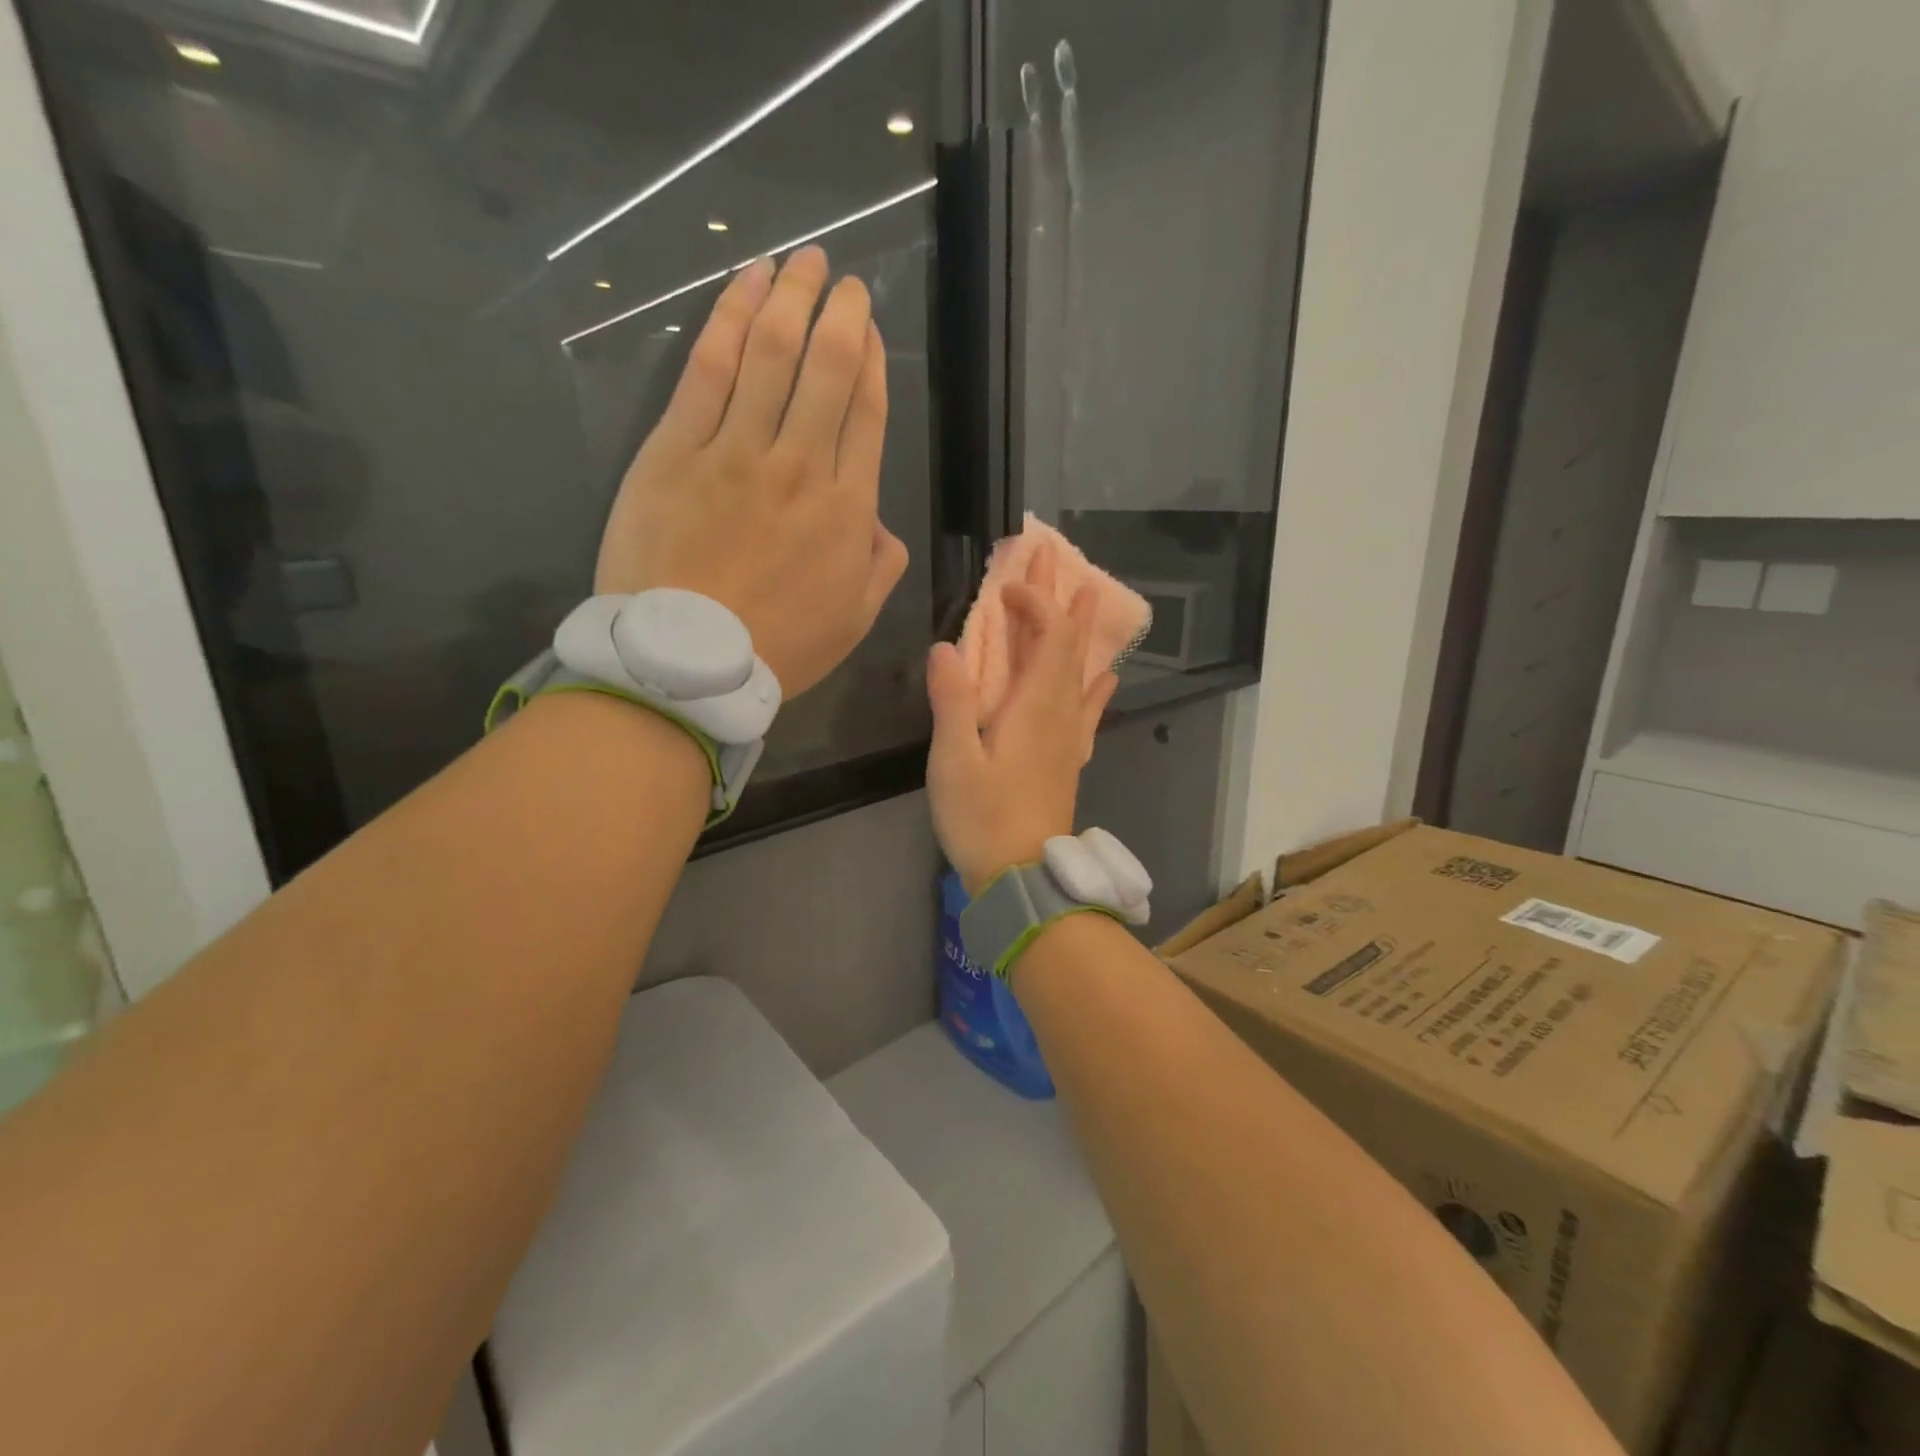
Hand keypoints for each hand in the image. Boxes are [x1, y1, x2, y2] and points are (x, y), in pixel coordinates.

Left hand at [595, 247, 909, 698]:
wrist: (687, 664)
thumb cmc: (777, 649)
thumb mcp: (854, 621)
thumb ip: (879, 567)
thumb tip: (880, 527)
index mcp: (847, 509)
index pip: (866, 414)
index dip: (870, 361)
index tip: (868, 326)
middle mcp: (800, 465)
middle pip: (826, 370)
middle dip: (839, 314)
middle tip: (842, 279)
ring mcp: (735, 451)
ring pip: (771, 354)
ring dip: (791, 298)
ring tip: (802, 261)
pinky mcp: (676, 449)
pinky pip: (708, 370)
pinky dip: (728, 318)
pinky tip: (743, 284)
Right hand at [926, 544, 1117, 895]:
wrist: (1024, 876)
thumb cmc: (982, 818)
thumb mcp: (954, 760)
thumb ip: (952, 701)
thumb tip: (946, 647)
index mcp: (1036, 706)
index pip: (1049, 634)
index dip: (1034, 601)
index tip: (1006, 586)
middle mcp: (1062, 713)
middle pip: (1071, 644)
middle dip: (1064, 598)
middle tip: (1060, 558)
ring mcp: (1070, 737)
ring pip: (1082, 670)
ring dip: (1082, 631)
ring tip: (1090, 597)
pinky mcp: (1069, 758)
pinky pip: (1089, 707)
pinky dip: (1095, 683)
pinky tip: (1106, 676)